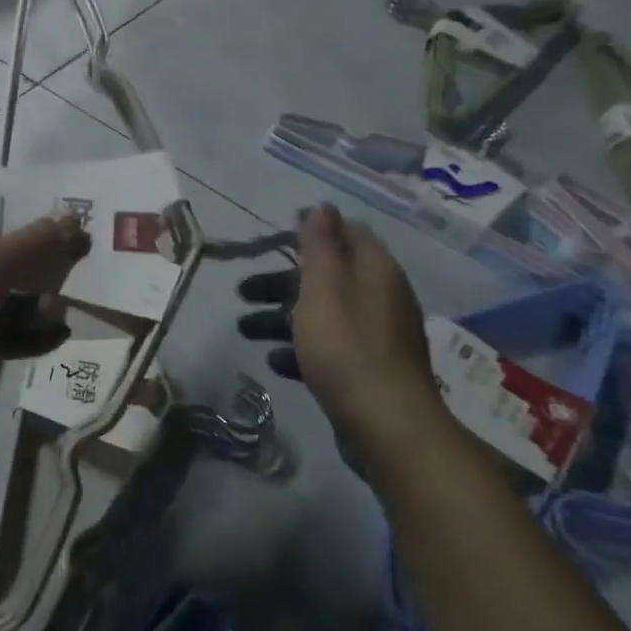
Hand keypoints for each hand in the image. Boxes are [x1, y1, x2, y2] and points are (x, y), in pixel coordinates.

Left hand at [0, 188, 89, 401]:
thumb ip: (36, 242)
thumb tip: (73, 217)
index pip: (9, 201)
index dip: (45, 208)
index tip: (84, 218)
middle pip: (17, 251)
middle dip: (50, 265)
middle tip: (91, 273)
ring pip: (14, 293)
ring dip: (40, 304)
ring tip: (65, 314)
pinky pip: (3, 327)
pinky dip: (27, 333)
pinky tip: (55, 337)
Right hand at [239, 205, 450, 464]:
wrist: (386, 425)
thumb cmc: (346, 347)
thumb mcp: (324, 287)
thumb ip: (320, 244)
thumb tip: (321, 206)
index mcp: (376, 271)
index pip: (348, 233)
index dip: (312, 232)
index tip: (275, 240)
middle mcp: (382, 297)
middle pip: (328, 276)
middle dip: (282, 281)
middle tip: (244, 291)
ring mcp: (378, 337)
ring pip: (324, 314)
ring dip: (284, 316)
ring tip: (245, 330)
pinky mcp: (369, 371)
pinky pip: (330, 348)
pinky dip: (302, 348)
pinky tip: (276, 361)